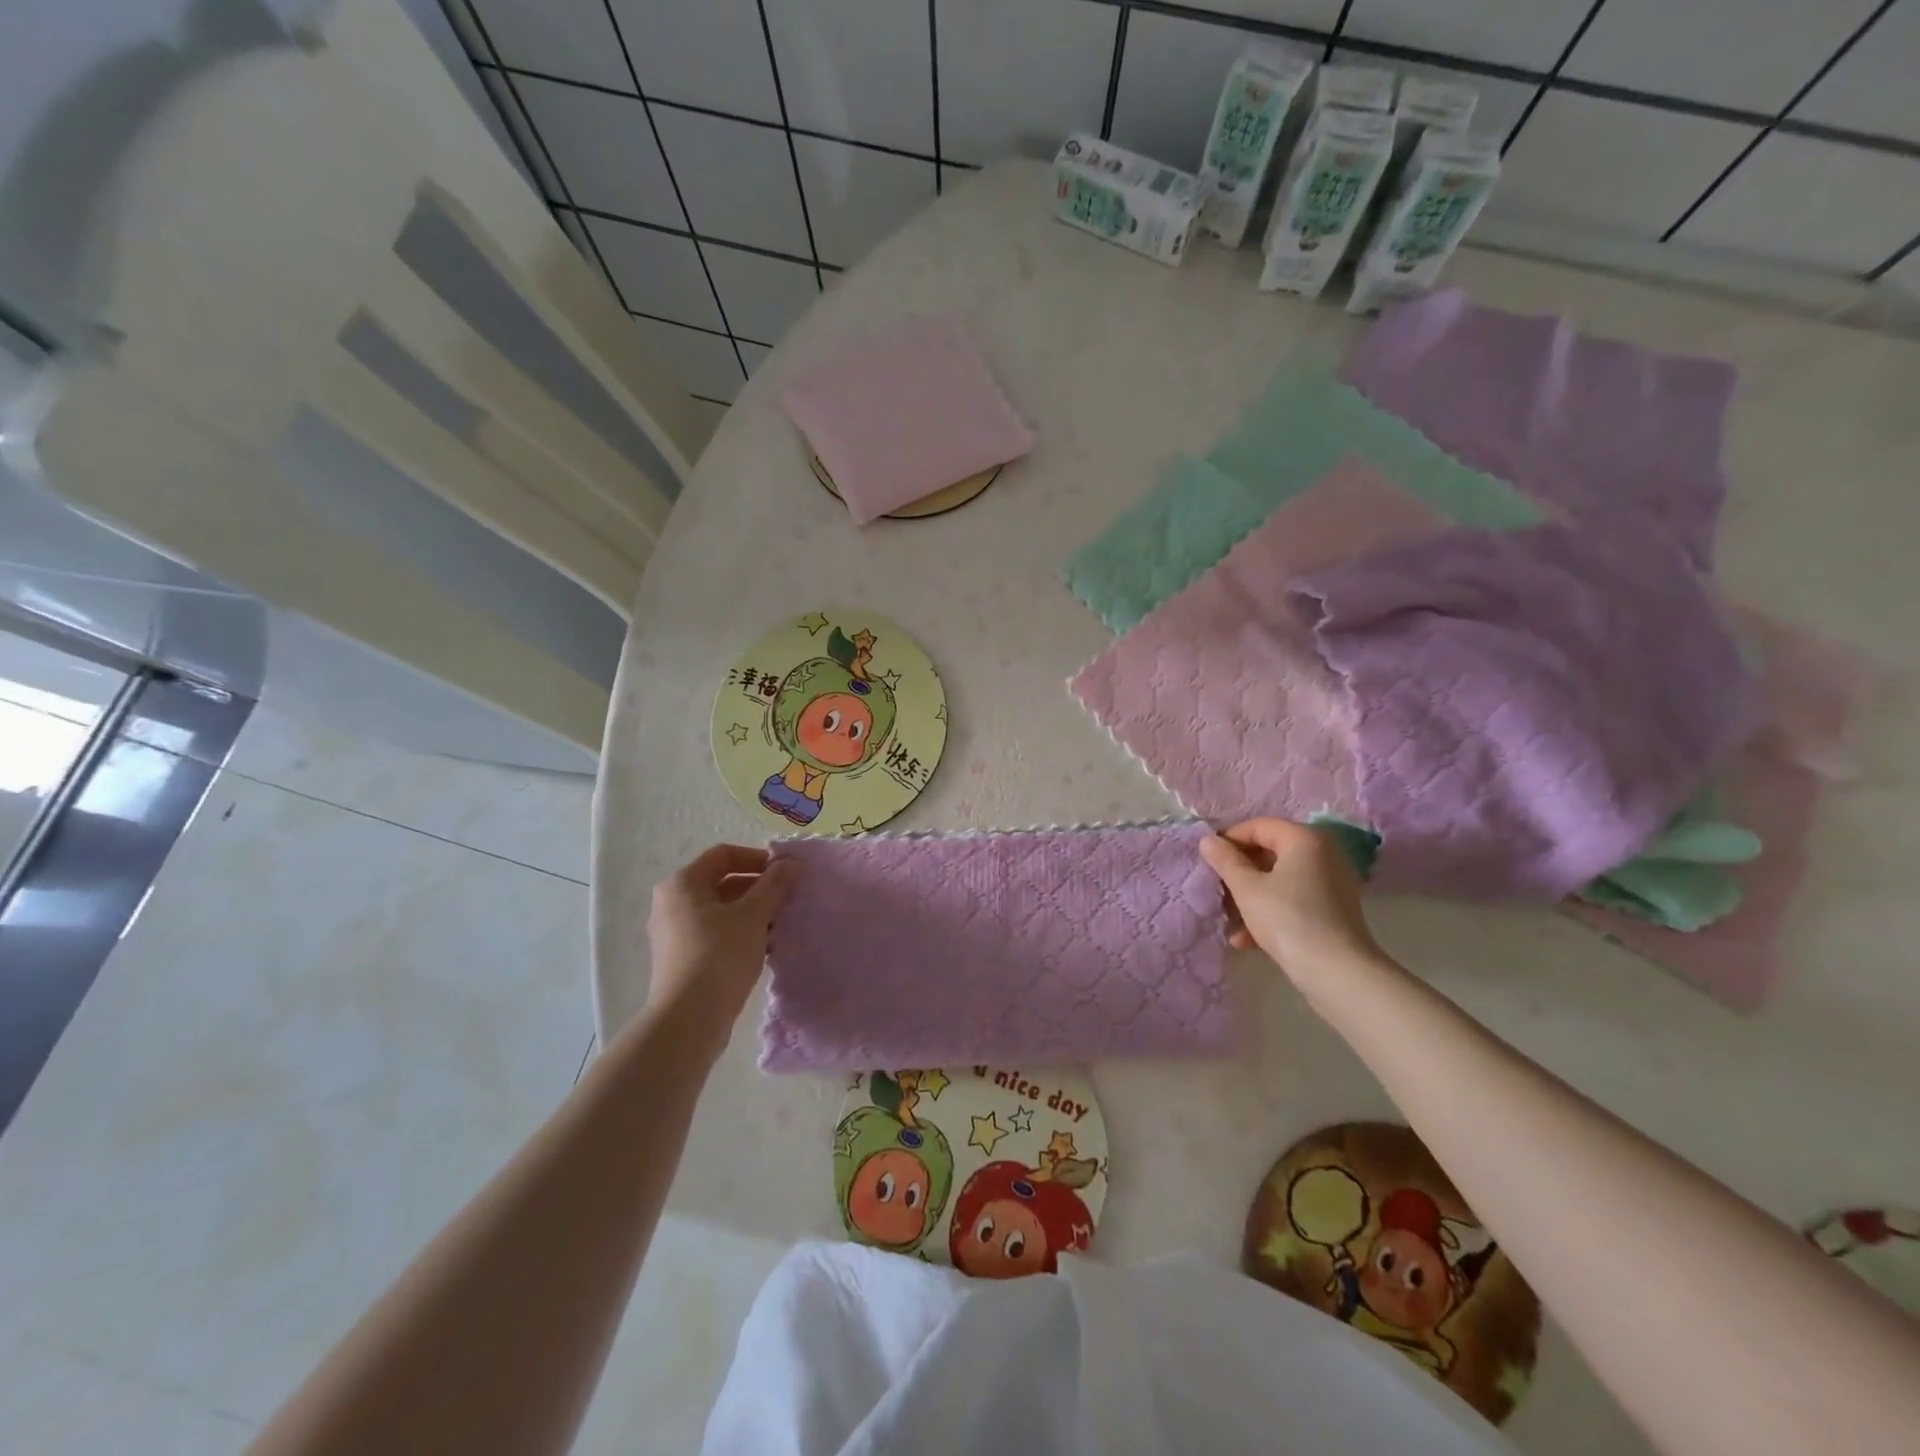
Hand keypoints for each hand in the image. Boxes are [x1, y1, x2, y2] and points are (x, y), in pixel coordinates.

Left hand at [646, 845, 796, 1049]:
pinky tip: (766, 946)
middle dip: (758, 887)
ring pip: (721, 910)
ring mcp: (675, 933)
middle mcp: (672, 903)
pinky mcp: (683, 959)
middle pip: (722, 882)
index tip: (785, 872)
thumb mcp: (754, 914)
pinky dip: (741, 932)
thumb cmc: (720, 955)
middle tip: (788, 898)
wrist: (689, 1019)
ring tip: (781, 923)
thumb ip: (774, 884)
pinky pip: (716, 933)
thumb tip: (791, 863)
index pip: (724, 855)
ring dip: (753, 912)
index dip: (757, 858)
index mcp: (683, 884)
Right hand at [1198, 819, 1378, 984]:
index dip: (1229, 840)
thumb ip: (1225, 860)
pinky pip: (1293, 899)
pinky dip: (1270, 911)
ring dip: (1250, 897)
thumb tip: (1207, 840)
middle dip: (1239, 873)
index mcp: (1304, 839)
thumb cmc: (1288, 919)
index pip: (1258, 826)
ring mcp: (1331, 882)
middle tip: (1216, 890)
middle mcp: (1323, 853)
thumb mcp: (1247, 888)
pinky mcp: (1333, 909)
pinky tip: (1247, 939)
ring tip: (1229, 921)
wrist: (1337, 972)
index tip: (1207, 860)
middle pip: (1269, 852)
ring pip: (1279, 879)